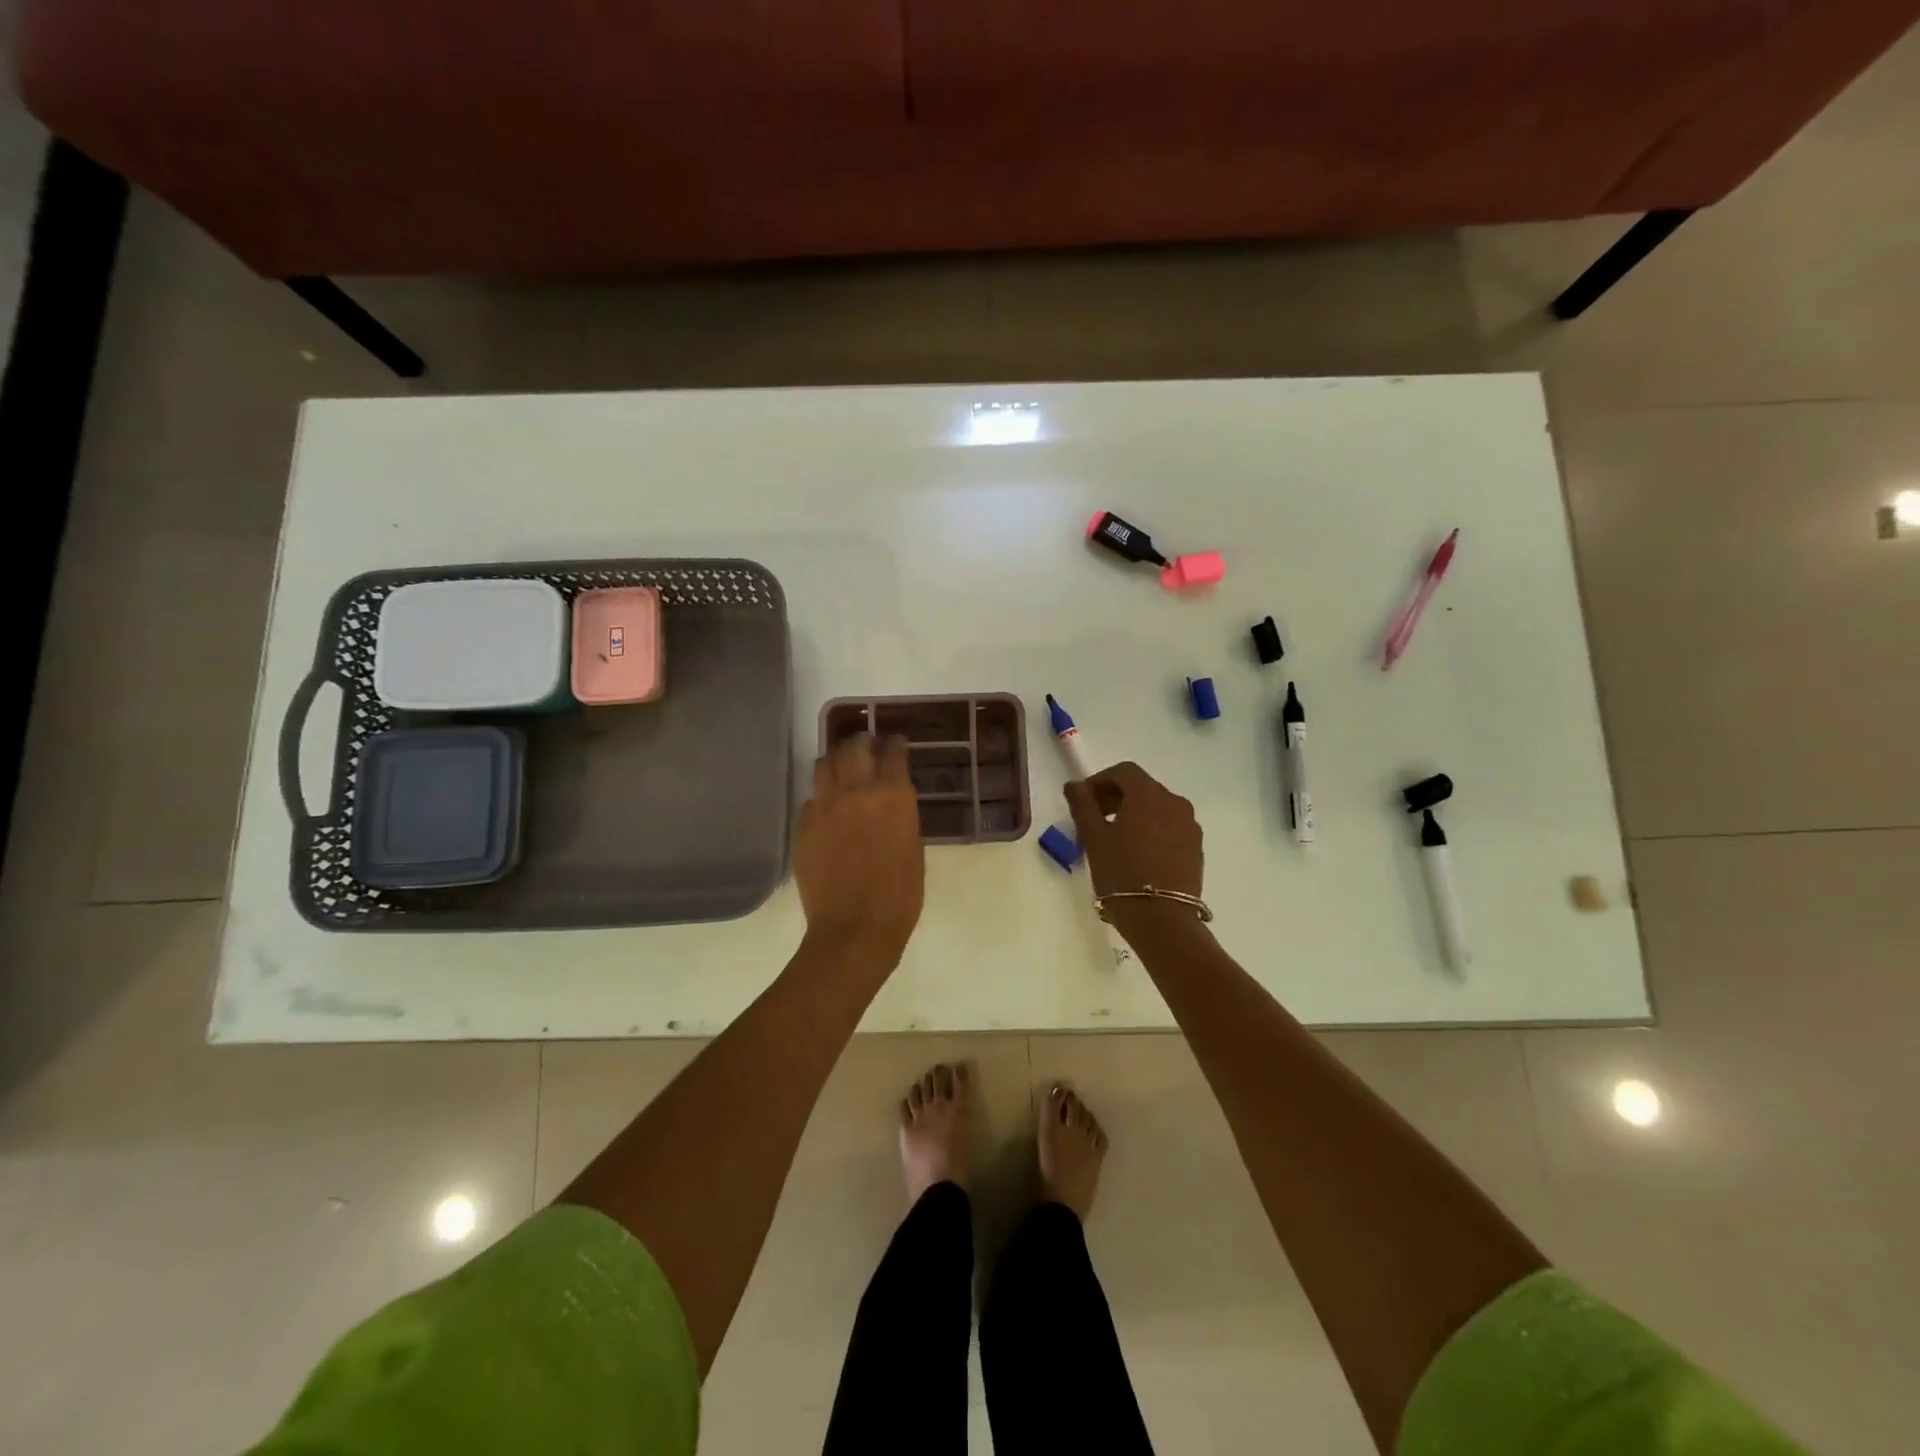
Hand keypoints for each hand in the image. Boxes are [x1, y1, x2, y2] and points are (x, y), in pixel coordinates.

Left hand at [794, 734, 925, 960]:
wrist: (854, 929)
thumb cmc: (900, 896)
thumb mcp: (914, 849)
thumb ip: (901, 816)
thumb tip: (890, 804)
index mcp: (892, 796)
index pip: (893, 753)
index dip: (895, 745)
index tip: (896, 743)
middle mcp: (856, 791)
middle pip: (854, 748)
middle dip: (862, 742)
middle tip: (867, 745)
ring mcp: (824, 807)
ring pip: (824, 764)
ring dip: (836, 760)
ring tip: (842, 766)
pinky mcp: (802, 826)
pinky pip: (810, 799)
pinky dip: (821, 797)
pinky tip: (827, 809)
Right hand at [1064, 761, 1203, 912]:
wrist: (1162, 920)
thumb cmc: (1121, 873)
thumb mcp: (1094, 838)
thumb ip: (1083, 805)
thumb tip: (1074, 785)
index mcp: (1149, 795)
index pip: (1124, 771)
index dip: (1100, 780)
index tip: (1083, 801)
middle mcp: (1175, 802)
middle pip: (1142, 788)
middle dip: (1115, 797)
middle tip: (1094, 821)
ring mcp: (1189, 826)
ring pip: (1157, 808)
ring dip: (1134, 814)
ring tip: (1114, 840)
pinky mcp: (1196, 848)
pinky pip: (1170, 828)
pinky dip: (1151, 830)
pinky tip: (1137, 855)